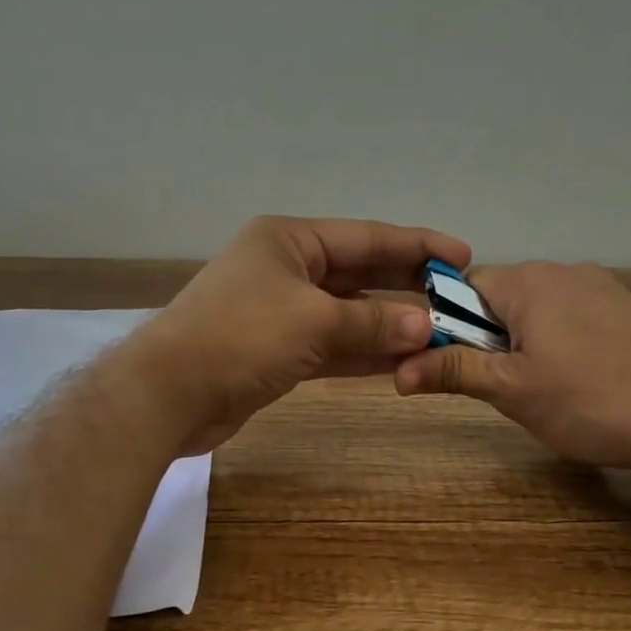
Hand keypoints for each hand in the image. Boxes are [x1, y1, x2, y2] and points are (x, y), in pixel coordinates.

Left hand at [129, 215, 470, 454]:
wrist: (169, 393)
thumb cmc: (241, 337)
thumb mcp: (314, 321)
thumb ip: (373, 323)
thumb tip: (425, 326)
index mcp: (290, 240)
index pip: (366, 237)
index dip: (416, 246)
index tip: (461, 255)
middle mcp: (286, 268)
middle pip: (359, 273)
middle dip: (406, 286)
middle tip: (457, 297)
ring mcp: (280, 312)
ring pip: (347, 314)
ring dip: (388, 325)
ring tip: (440, 333)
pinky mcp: (277, 351)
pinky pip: (331, 345)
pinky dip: (363, 352)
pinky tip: (402, 360)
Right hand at [394, 261, 630, 473]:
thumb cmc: (592, 399)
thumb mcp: (513, 390)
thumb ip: (455, 371)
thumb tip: (397, 370)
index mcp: (529, 282)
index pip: (464, 287)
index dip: (448, 325)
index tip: (453, 364)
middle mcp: (566, 272)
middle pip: (504, 299)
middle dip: (491, 339)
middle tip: (501, 387)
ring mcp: (606, 289)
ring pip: (543, 312)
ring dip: (529, 344)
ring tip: (547, 392)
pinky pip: (580, 321)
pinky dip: (568, 346)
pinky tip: (588, 384)